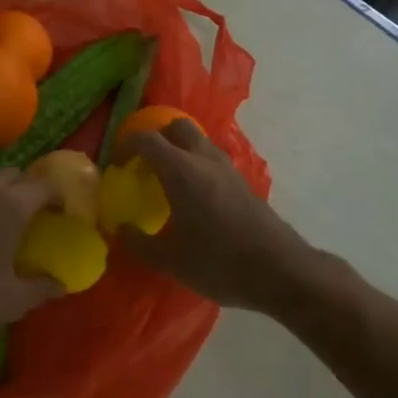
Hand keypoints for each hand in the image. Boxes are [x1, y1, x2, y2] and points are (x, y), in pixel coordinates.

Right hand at [117, 121, 324, 313]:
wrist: (280, 270)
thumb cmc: (219, 262)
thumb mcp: (171, 261)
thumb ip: (139, 243)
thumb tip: (120, 229)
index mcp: (181, 170)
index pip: (147, 139)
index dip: (126, 144)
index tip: (117, 163)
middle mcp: (204, 160)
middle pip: (176, 126)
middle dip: (156, 137)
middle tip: (143, 163)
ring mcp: (228, 168)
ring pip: (198, 141)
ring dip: (179, 149)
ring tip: (166, 178)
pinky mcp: (243, 182)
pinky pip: (212, 159)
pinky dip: (196, 164)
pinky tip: (193, 195)